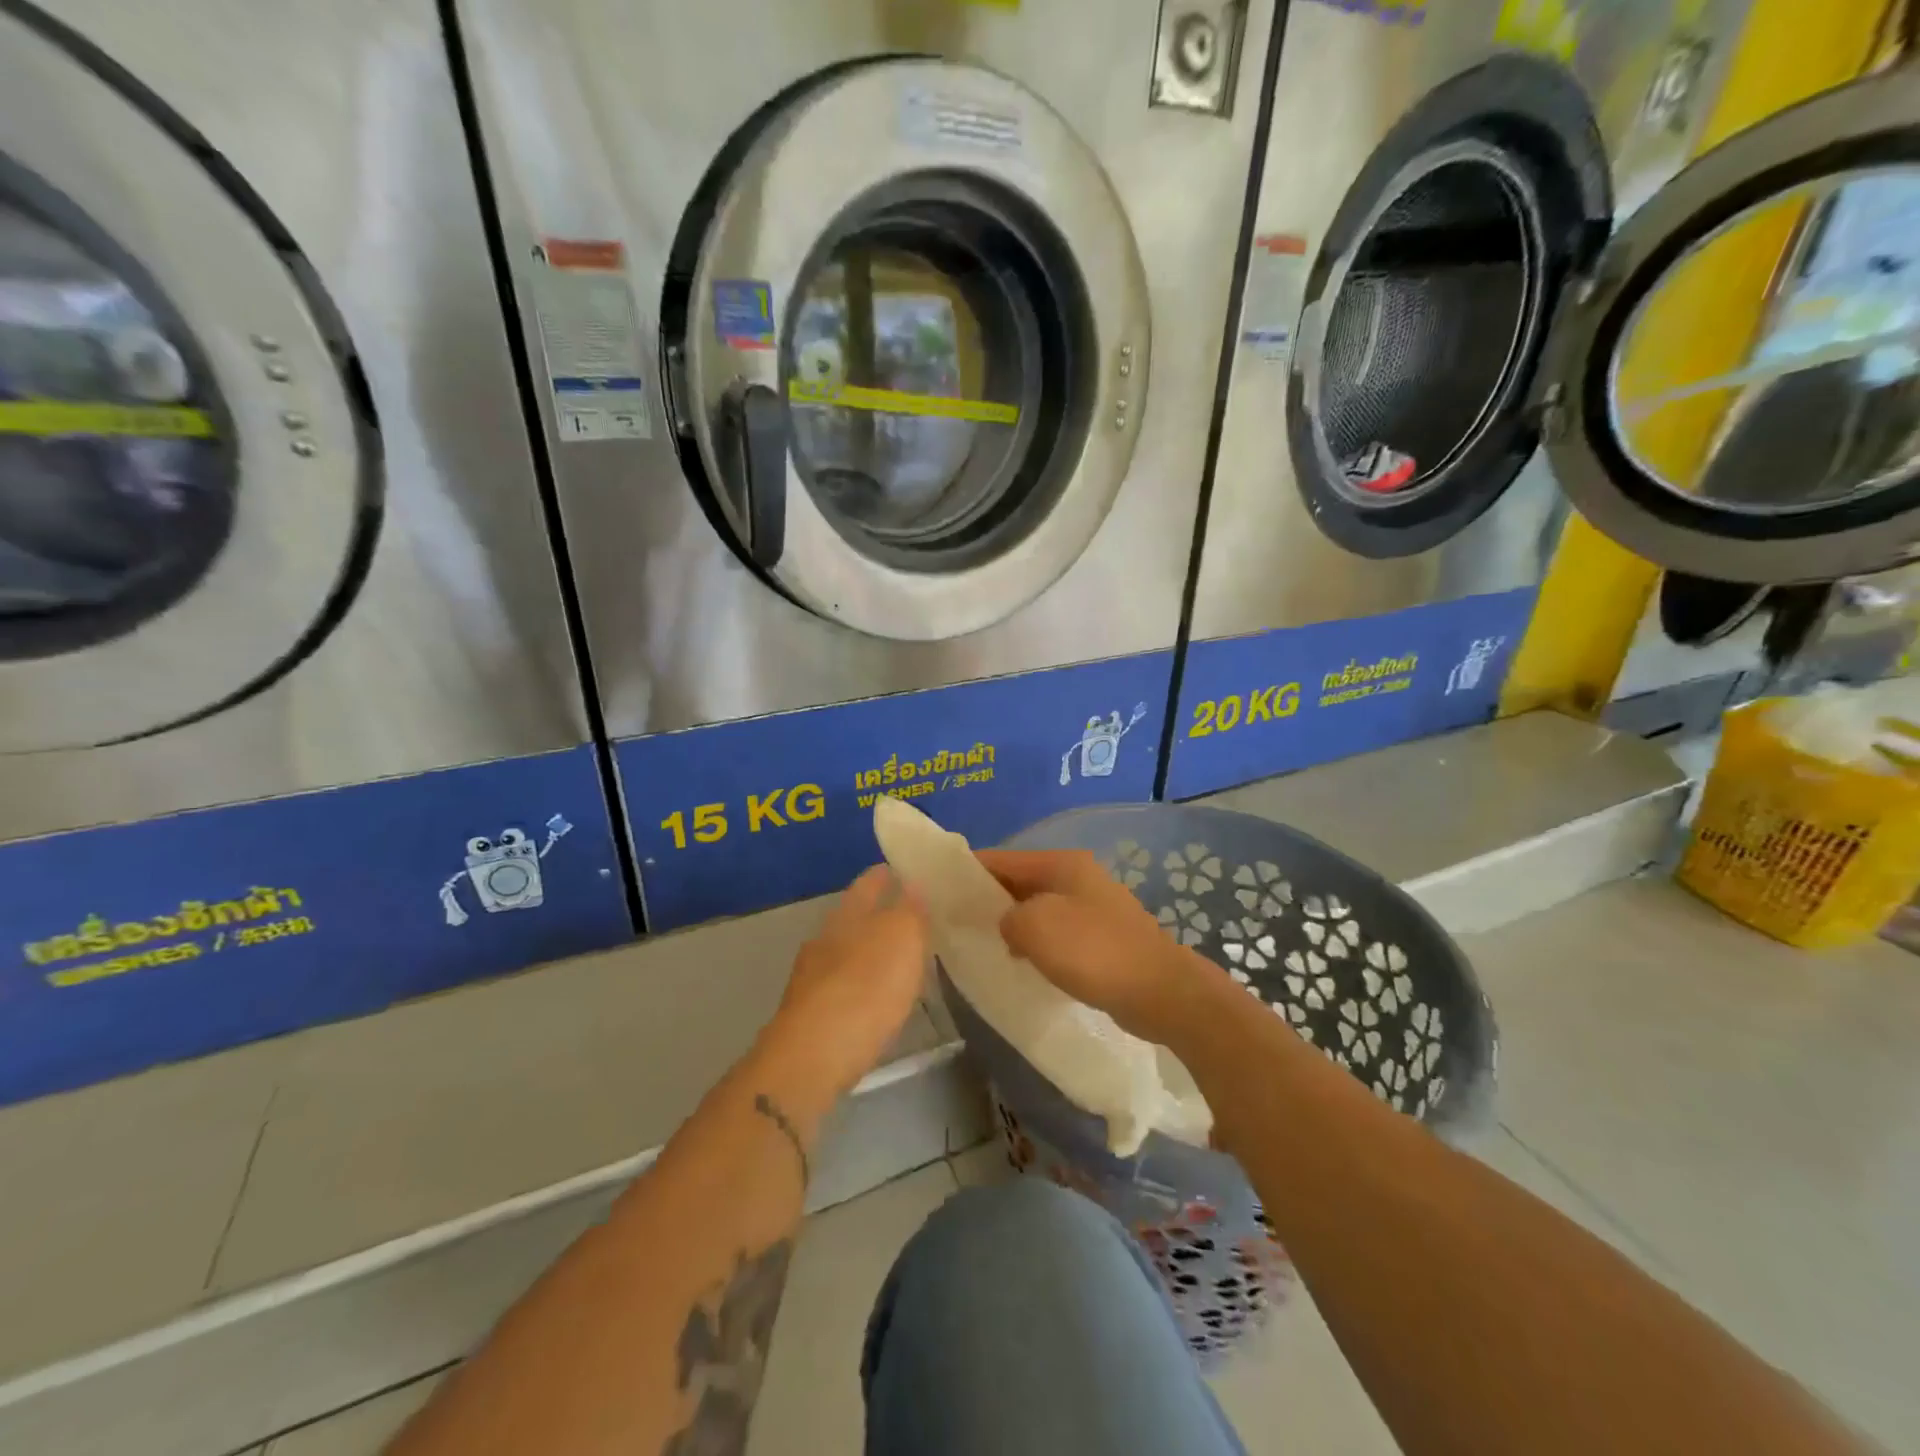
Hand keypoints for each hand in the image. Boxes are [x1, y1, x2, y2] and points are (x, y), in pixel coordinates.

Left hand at [760, 866, 929, 1102]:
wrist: (814, 1057)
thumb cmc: (866, 987)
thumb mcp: (902, 938)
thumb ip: (910, 910)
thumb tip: (911, 885)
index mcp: (847, 915)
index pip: (868, 884)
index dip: (884, 875)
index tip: (900, 869)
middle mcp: (825, 939)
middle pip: (854, 918)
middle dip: (878, 915)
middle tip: (911, 917)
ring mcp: (813, 978)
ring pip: (846, 953)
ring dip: (870, 953)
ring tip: (900, 961)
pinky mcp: (811, 1015)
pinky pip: (844, 988)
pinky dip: (862, 986)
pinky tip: (878, 1000)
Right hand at [977, 849, 1232, 1048]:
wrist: (1161, 992)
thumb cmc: (1094, 952)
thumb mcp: (1036, 928)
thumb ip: (1007, 919)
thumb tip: (1007, 925)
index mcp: (1061, 863)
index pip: (1001, 858)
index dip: (968, 871)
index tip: (939, 890)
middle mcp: (1077, 877)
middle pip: (1019, 882)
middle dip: (988, 900)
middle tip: (956, 923)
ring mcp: (1092, 906)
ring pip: (1037, 908)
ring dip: (1012, 925)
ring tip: (983, 946)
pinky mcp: (1101, 937)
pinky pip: (1056, 932)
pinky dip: (1035, 943)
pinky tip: (1020, 963)